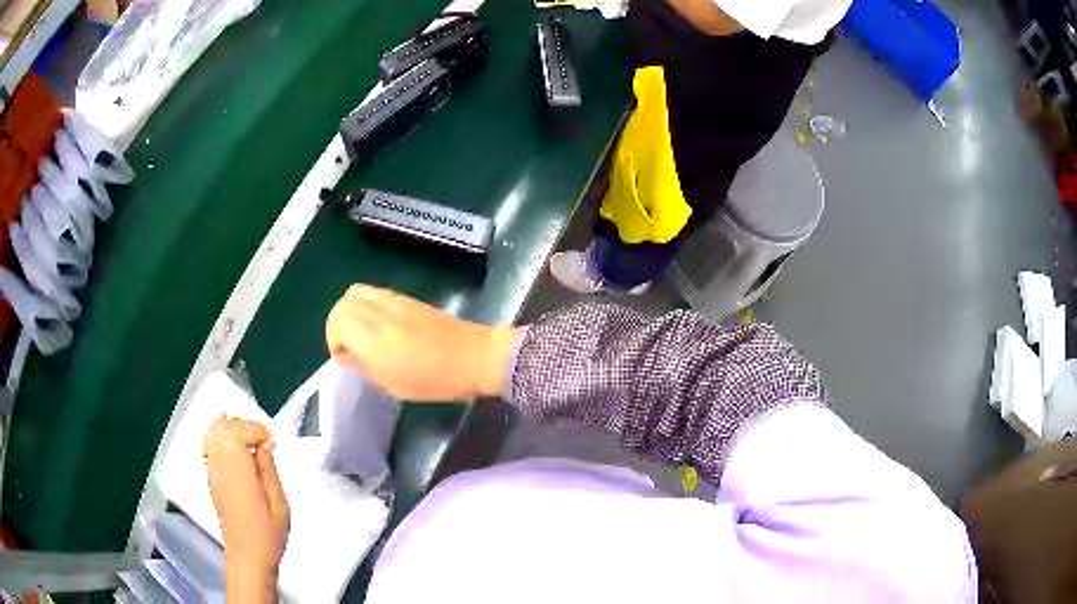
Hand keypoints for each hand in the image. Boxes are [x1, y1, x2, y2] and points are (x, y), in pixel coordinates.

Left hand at [204, 417, 289, 603]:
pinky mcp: (210, 479)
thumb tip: (265, 444)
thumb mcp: (279, 503)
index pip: (238, 430)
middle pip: (221, 426)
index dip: (257, 429)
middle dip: (243, 425)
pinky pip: (210, 447)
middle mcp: (218, 465)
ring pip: (212, 433)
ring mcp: (211, 471)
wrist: (247, 556)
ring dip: (231, 431)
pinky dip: (224, 442)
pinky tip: (240, 457)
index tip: (272, 439)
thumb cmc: (267, 535)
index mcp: (236, 469)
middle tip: (263, 439)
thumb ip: (269, 468)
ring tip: (250, 445)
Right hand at [325, 284, 521, 400]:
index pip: (336, 323)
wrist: (474, 356)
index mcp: (371, 334)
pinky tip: (380, 326)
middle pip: (343, 304)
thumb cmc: (433, 379)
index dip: (334, 342)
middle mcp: (378, 310)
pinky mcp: (407, 297)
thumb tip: (345, 355)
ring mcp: (393, 299)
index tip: (346, 359)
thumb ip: (363, 366)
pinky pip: (374, 292)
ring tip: (362, 335)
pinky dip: (366, 305)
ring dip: (351, 312)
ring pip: (356, 293)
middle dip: (338, 324)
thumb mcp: (392, 385)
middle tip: (350, 347)